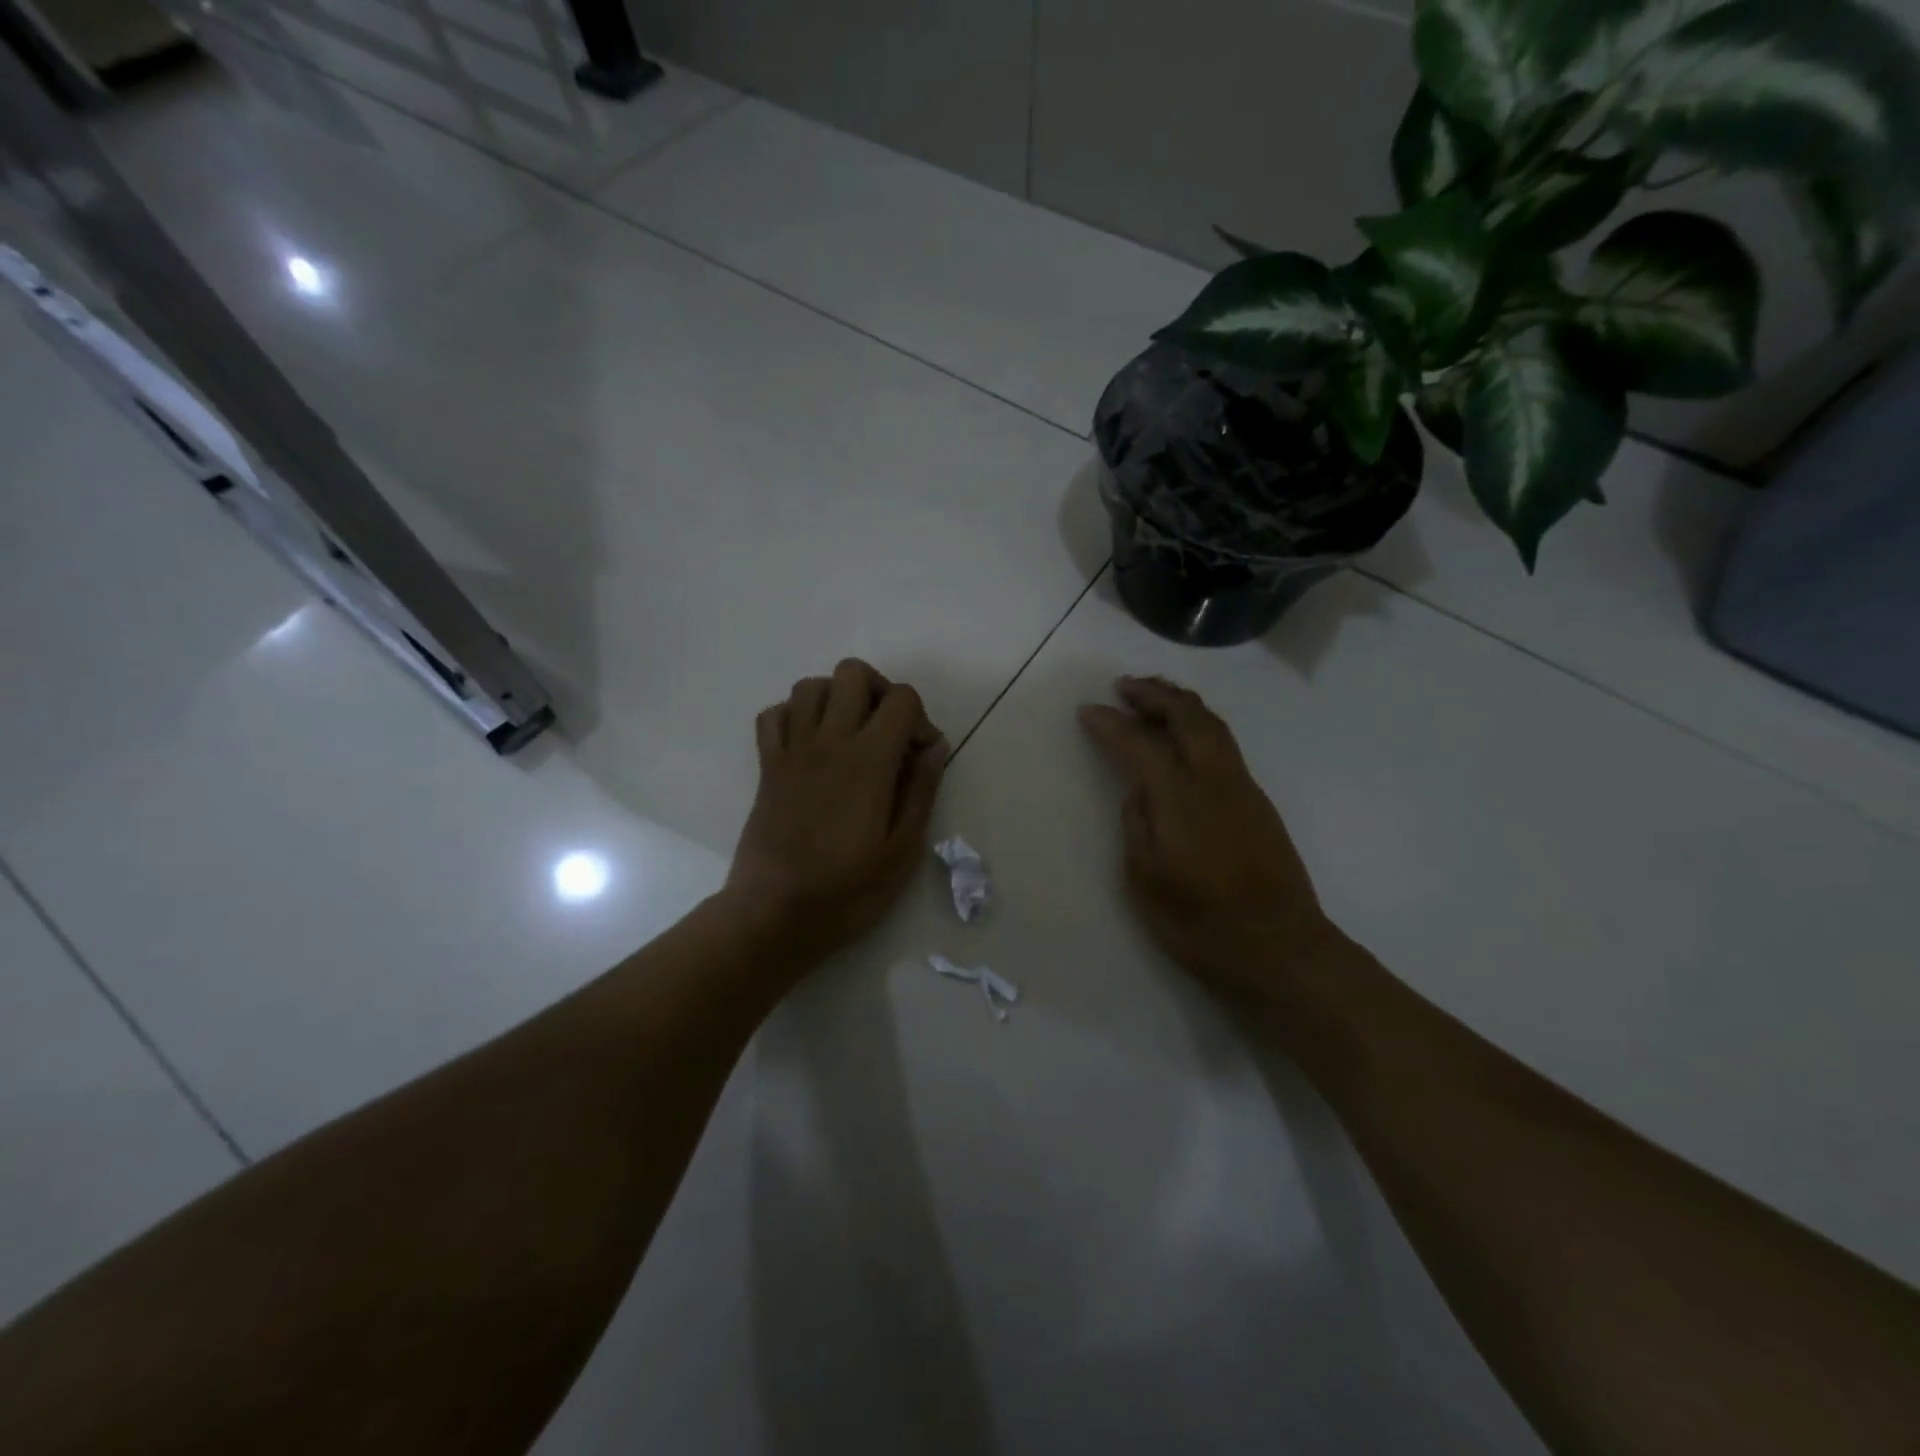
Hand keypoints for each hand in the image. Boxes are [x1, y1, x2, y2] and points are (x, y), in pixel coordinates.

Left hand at [726, 659, 947, 965]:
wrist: (774, 914)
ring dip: (836, 698)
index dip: (920, 719)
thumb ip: (922, 791)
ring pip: (810, 686)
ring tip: (849, 734)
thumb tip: (935, 747)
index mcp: (869, 760)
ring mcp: (792, 751)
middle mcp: (829, 741)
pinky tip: (809, 744)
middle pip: (852, 673)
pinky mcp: (766, 767)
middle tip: (887, 732)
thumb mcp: (903, 850)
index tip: (920, 757)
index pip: (901, 699)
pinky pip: (773, 715)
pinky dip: (793, 716)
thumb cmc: (847, 890)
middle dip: (879, 691)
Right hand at [1079, 676, 1337, 1006]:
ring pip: (1213, 725)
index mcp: (1181, 798)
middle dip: (1153, 694)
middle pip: (1187, 715)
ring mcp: (1243, 787)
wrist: (1280, 948)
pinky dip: (1199, 725)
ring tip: (1153, 699)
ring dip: (1180, 704)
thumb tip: (1140, 791)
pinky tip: (1184, 739)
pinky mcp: (1258, 802)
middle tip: (1124, 686)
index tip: (1087, 710)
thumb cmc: (1201, 923)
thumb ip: (1137, 825)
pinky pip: (1224, 744)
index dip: (1111, 723)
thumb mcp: (1145, 880)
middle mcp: (1215, 779)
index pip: (1140, 743)